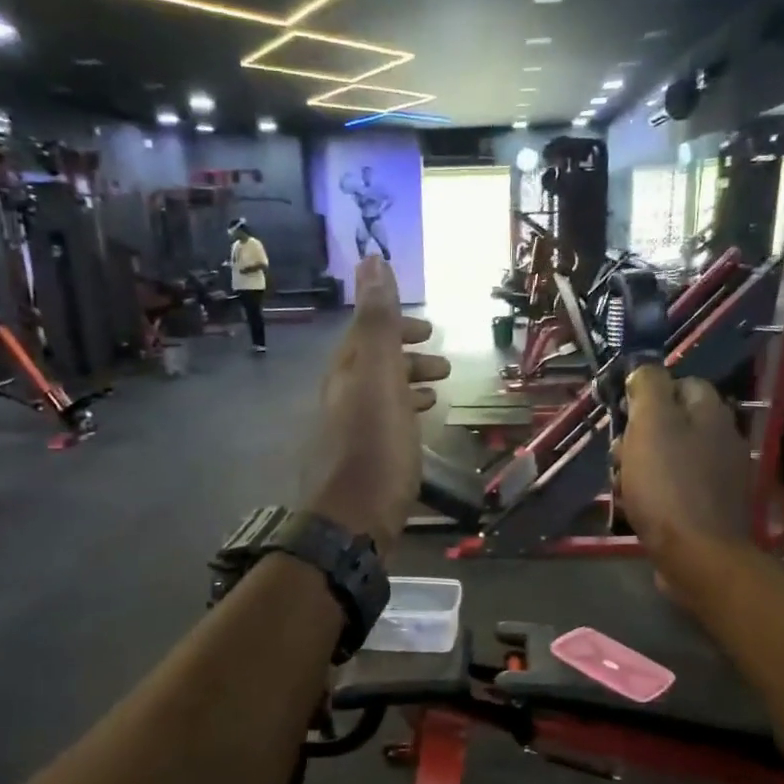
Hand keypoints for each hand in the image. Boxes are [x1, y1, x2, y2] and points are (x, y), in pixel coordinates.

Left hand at [302, 257, 450, 553]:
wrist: (352, 523)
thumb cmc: (373, 449)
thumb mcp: (379, 378)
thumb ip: (377, 323)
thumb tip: (371, 260)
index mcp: (345, 375)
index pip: (366, 335)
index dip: (395, 324)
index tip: (428, 329)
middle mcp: (341, 399)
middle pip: (373, 365)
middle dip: (406, 356)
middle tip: (443, 360)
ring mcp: (348, 433)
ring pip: (380, 396)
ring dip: (409, 385)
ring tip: (439, 390)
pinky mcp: (361, 462)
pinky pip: (384, 424)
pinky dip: (404, 414)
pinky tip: (420, 426)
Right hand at [618, 366, 752, 571]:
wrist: (697, 556)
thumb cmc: (668, 484)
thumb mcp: (651, 425)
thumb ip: (648, 388)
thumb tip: (644, 369)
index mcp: (712, 415)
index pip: (683, 384)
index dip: (650, 393)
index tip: (624, 413)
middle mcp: (723, 441)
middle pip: (673, 425)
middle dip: (639, 437)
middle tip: (620, 456)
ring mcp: (719, 478)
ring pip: (670, 459)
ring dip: (640, 468)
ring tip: (623, 487)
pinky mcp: (710, 510)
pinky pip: (674, 490)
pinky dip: (654, 495)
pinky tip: (638, 510)